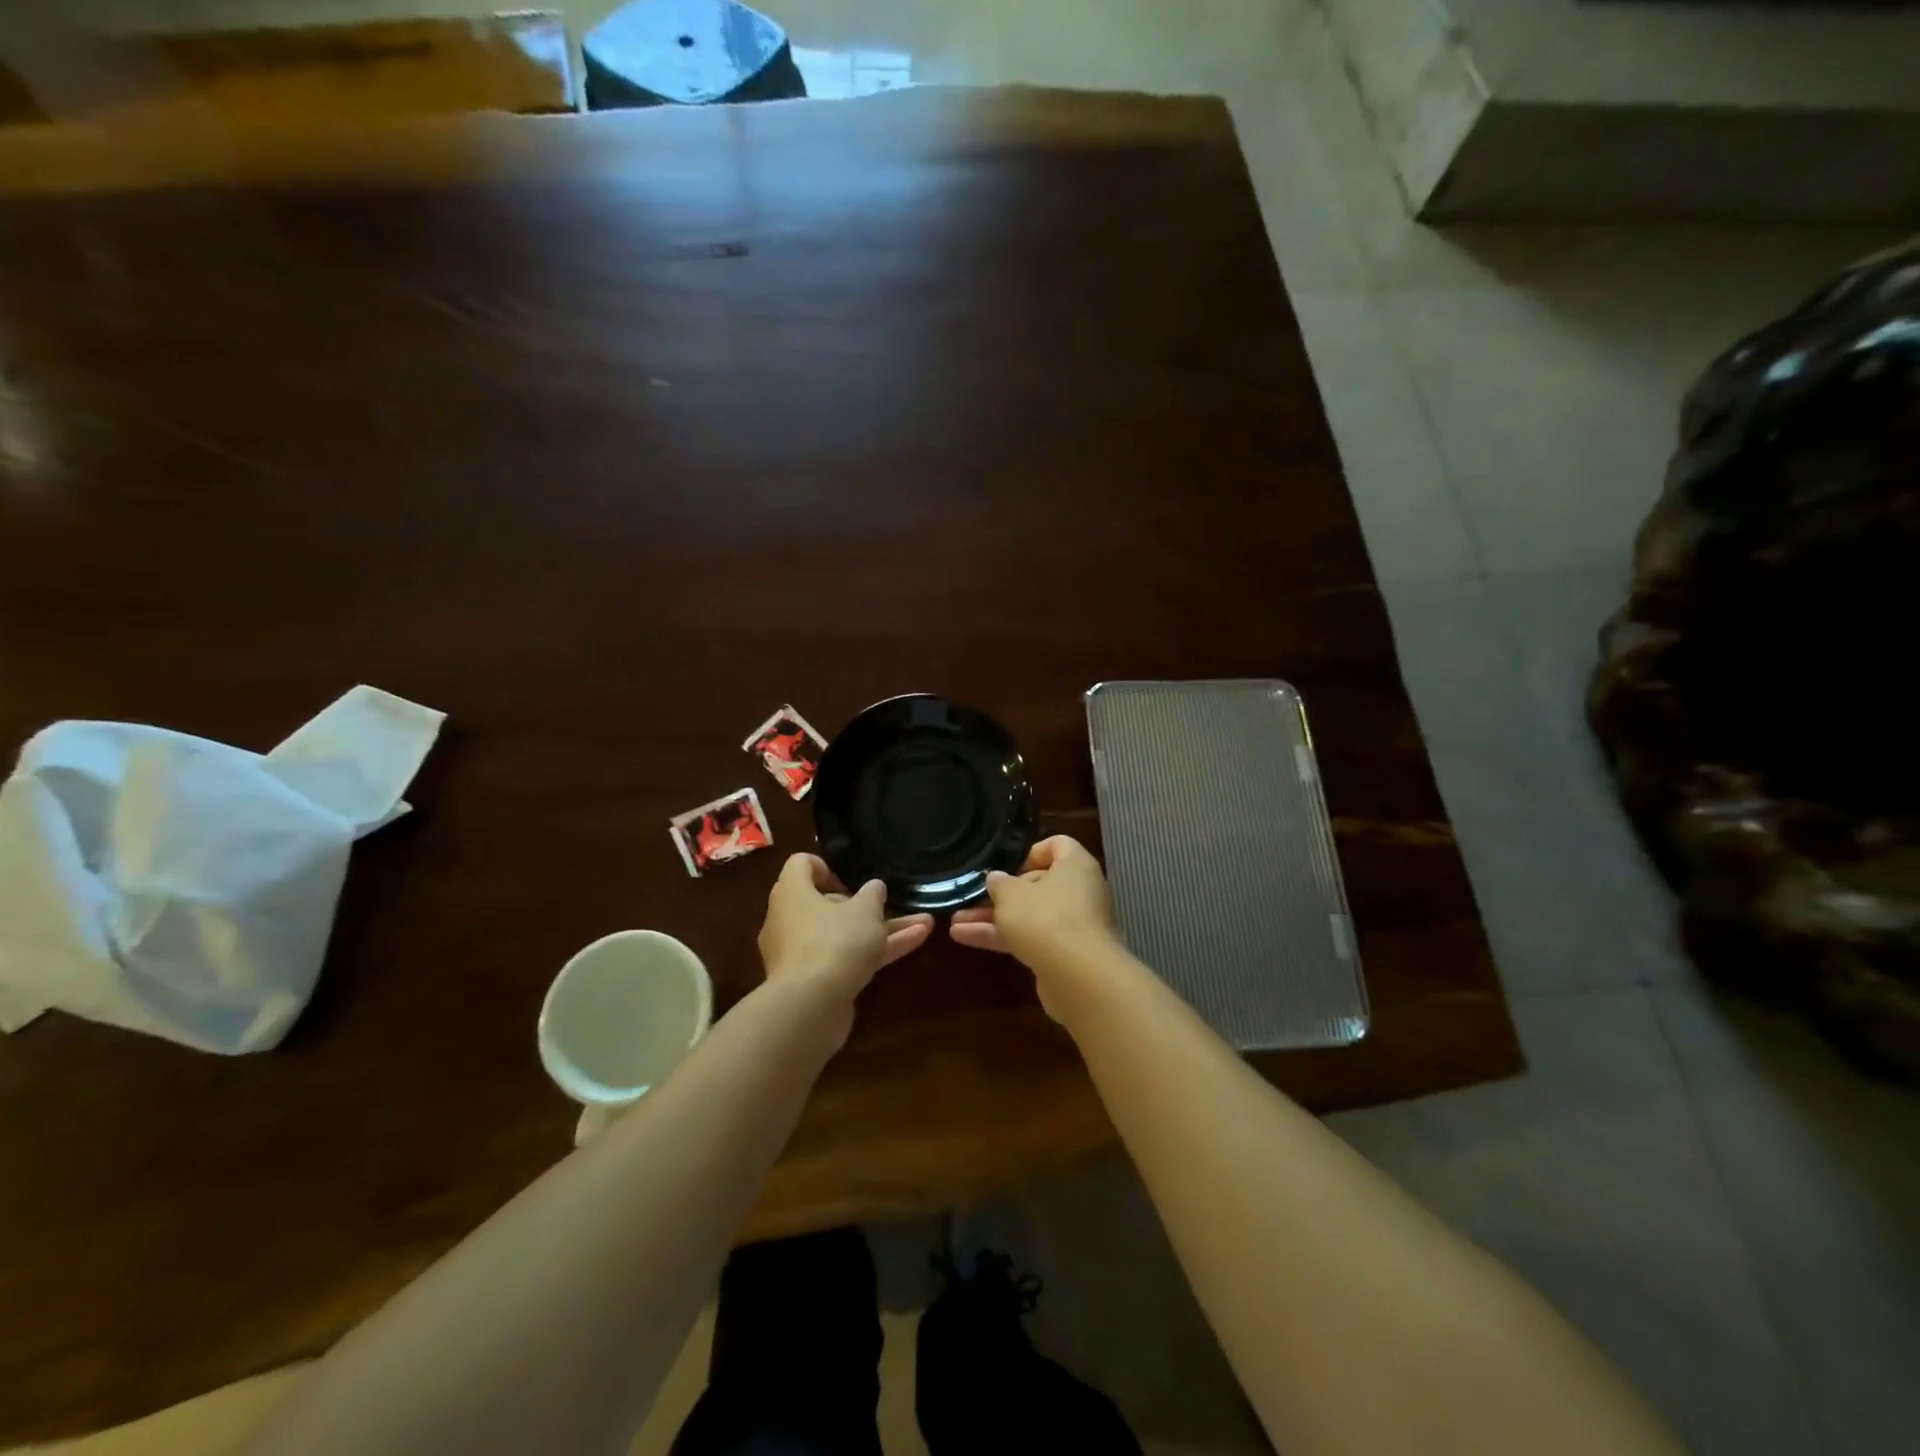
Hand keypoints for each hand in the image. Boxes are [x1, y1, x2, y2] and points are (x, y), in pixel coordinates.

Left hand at [758, 854, 933, 1005]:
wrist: (810, 1007)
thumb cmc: (834, 942)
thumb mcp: (864, 910)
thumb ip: (872, 895)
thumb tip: (874, 887)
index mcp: (792, 892)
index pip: (801, 864)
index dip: (827, 866)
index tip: (852, 879)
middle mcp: (789, 920)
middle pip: (826, 903)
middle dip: (866, 905)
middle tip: (891, 905)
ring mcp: (800, 953)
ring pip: (843, 934)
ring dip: (882, 930)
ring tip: (924, 924)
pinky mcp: (814, 982)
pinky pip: (845, 958)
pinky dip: (874, 953)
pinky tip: (913, 945)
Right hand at [950, 836, 1122, 1018]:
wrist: (1079, 978)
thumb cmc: (1046, 919)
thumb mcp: (1011, 895)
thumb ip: (998, 883)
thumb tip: (995, 878)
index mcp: (1075, 866)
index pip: (1057, 845)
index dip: (1029, 852)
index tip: (1005, 866)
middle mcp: (1079, 891)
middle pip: (1038, 883)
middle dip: (1001, 893)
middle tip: (972, 897)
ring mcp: (1073, 925)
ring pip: (1029, 914)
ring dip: (993, 918)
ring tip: (956, 921)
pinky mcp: (1063, 954)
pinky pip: (1030, 938)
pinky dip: (1002, 938)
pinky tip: (965, 938)